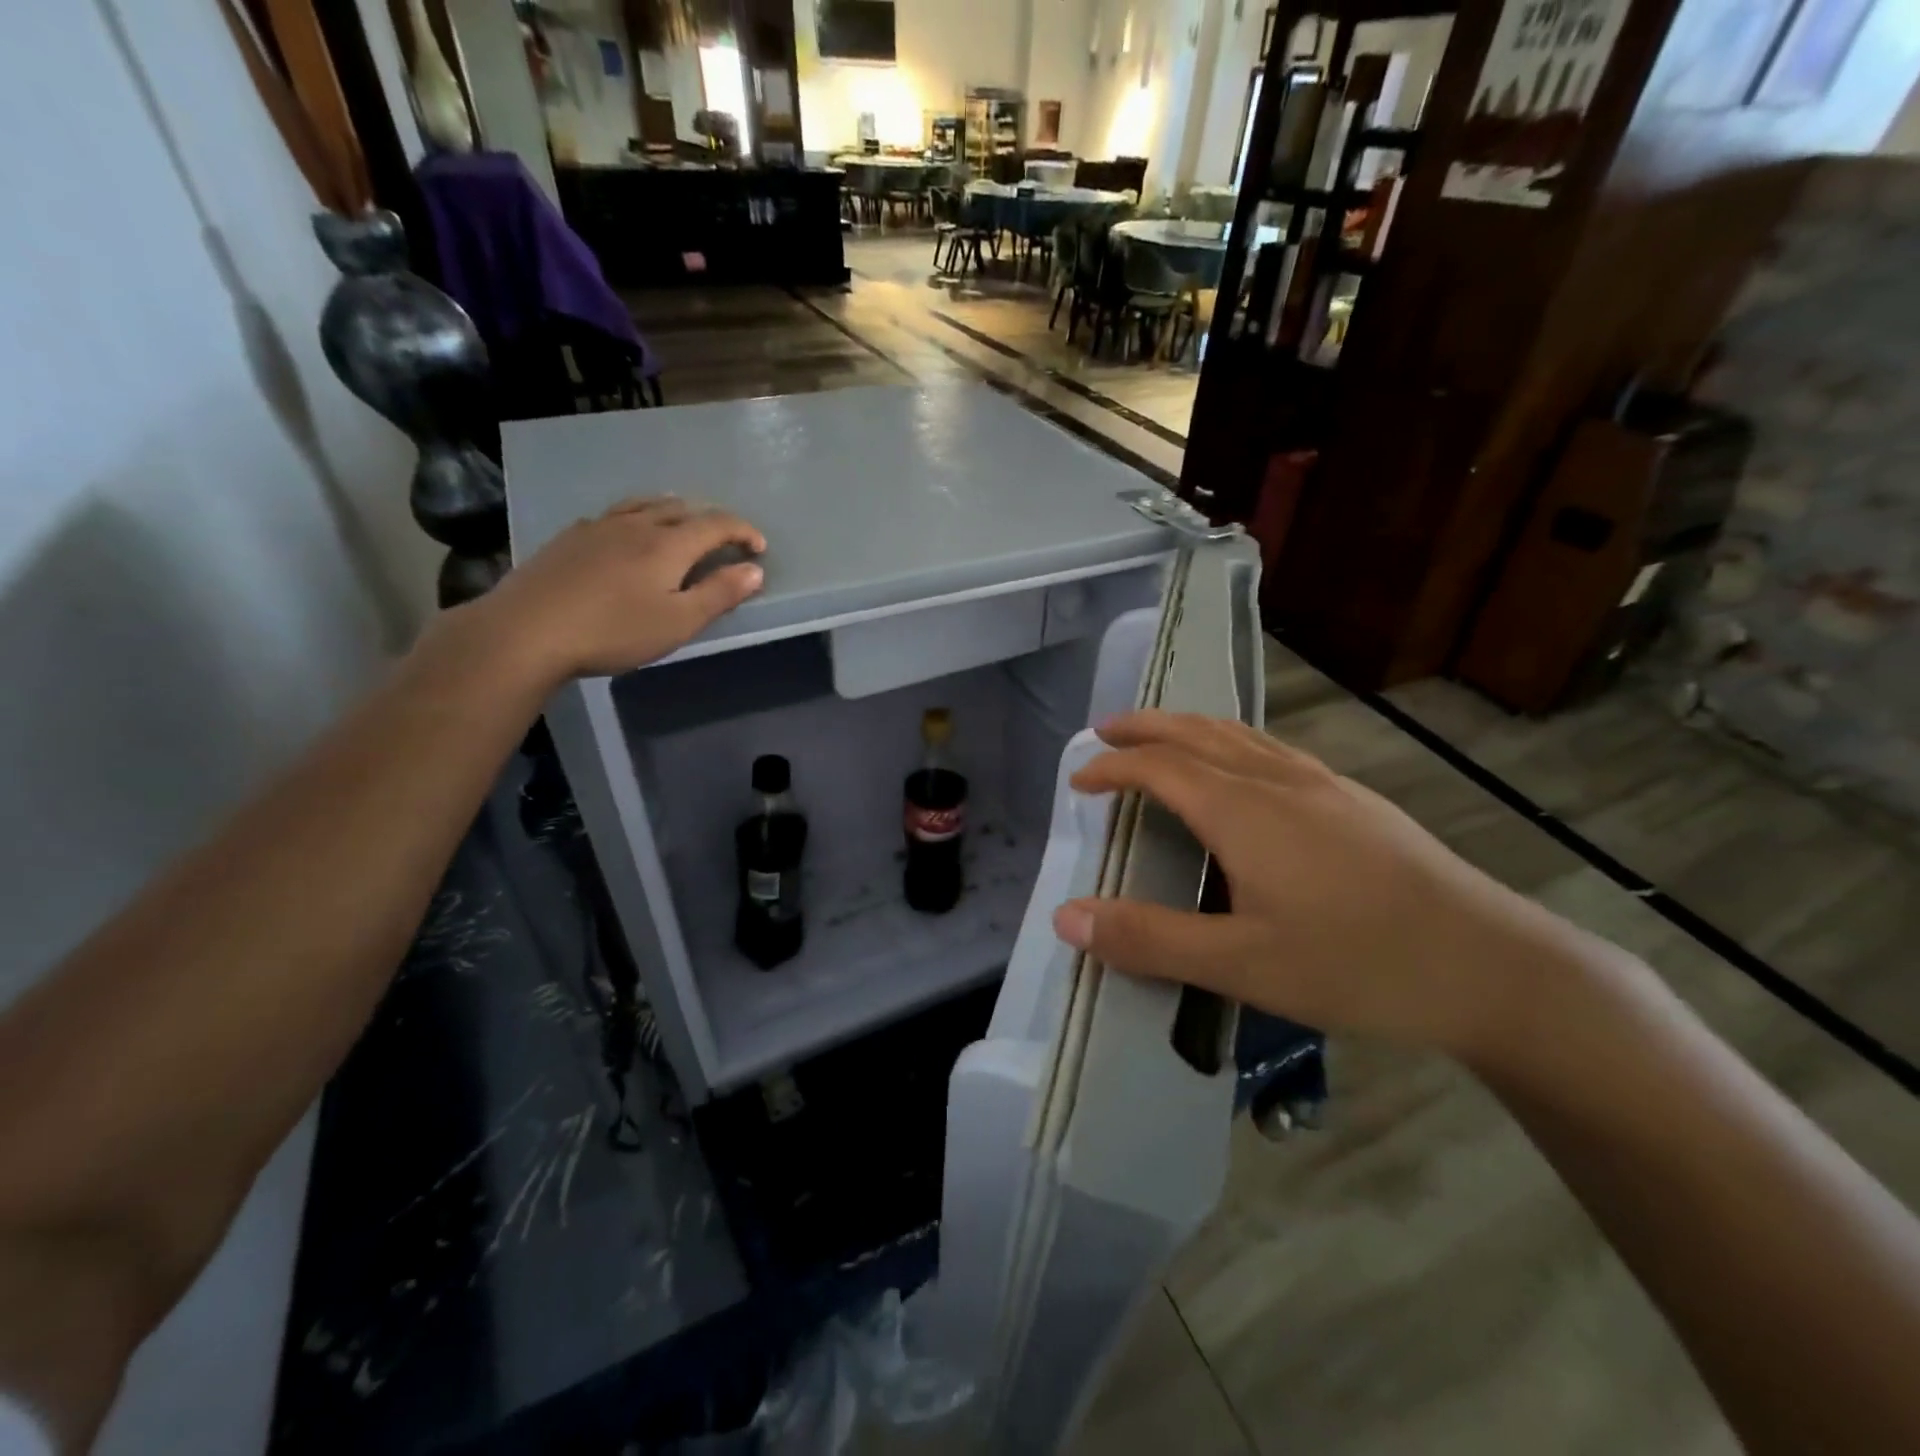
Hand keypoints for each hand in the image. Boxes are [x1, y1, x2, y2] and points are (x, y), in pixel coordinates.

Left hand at [464, 497, 765, 682]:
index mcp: (668, 544)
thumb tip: (754, 570)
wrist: (527, 630)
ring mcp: (599, 527)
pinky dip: (639, 516)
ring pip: (645, 505)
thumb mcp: (678, 622)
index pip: (716, 524)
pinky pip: (616, 514)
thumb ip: (719, 594)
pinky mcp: (570, 538)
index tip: (759, 548)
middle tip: (725, 539)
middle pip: (681, 508)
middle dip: (711, 519)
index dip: (742, 531)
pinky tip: (629, 533)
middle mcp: (636, 525)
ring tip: (683, 521)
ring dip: (674, 509)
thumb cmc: (614, 631)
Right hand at [1050, 711, 1568, 1060]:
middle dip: (1145, 727)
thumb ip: (1150, 939)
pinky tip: (1243, 768)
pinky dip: (1231, 743)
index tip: (1078, 779)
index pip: (1159, 767)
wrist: (1493, 966)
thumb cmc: (1357, 964)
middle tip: (1105, 732)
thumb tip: (1066, 916)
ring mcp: (1324, 785)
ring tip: (1161, 736)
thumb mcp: (1241, 965)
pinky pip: (1272, 750)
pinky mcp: (1355, 801)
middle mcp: (1279, 781)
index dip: (1113, 767)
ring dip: (1188, 728)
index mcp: (1244, 811)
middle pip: (1197, 733)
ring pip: (1240, 736)